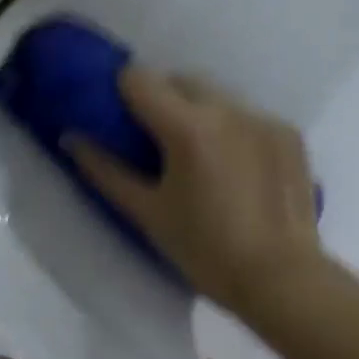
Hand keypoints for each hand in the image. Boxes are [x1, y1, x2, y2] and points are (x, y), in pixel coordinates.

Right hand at [66, 66, 322, 315]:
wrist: (281, 279)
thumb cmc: (204, 250)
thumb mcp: (147, 212)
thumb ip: (105, 171)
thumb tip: (71, 139)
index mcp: (188, 128)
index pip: (140, 79)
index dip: (121, 92)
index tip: (118, 116)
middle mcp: (229, 110)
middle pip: (181, 79)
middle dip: (160, 97)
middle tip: (152, 138)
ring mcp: (263, 118)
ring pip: (217, 95)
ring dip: (197, 110)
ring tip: (196, 153)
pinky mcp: (288, 133)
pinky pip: (247, 114)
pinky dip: (230, 127)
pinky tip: (232, 165)